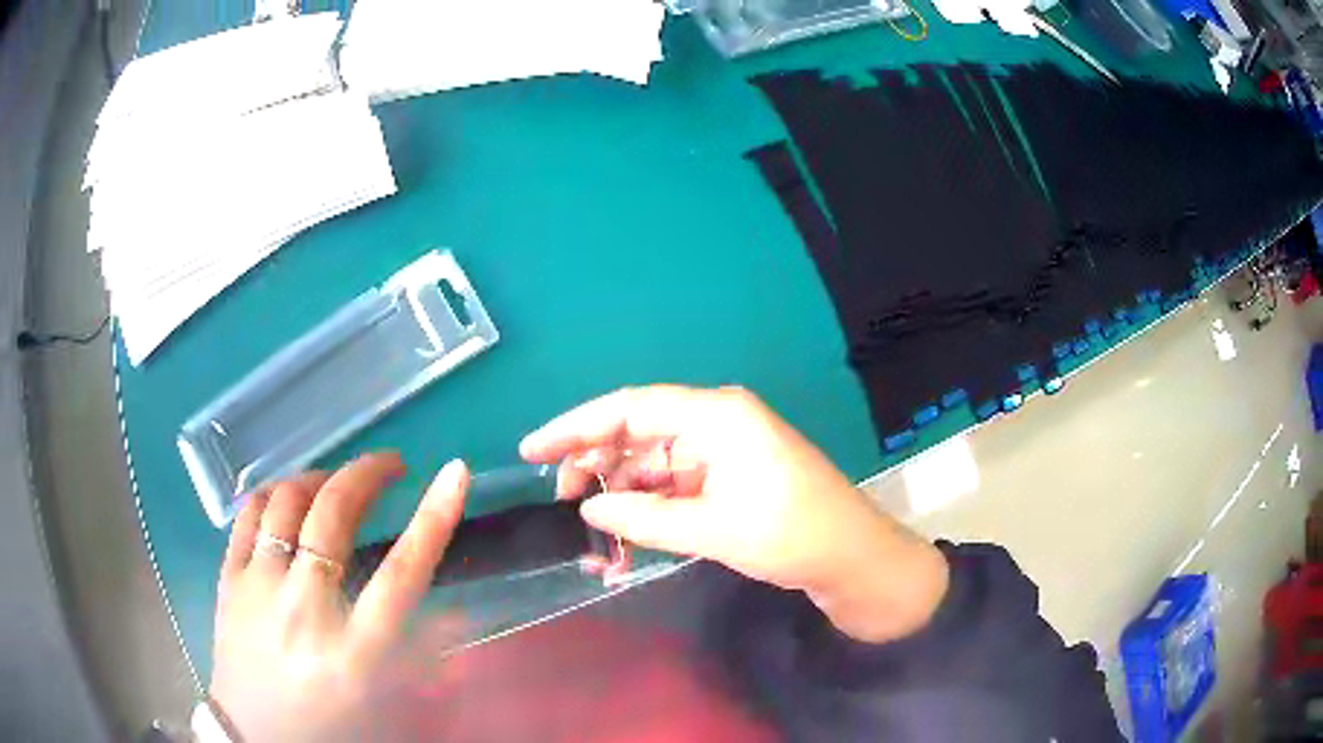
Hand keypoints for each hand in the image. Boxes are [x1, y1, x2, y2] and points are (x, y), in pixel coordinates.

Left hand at [210, 453, 468, 741]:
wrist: (258, 737)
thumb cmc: (329, 724)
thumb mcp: (384, 703)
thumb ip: (421, 656)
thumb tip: (458, 613)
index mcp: (355, 652)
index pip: (402, 573)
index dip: (434, 518)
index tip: (455, 472)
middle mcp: (304, 609)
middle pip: (334, 516)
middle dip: (369, 474)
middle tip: (390, 465)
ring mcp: (259, 588)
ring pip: (286, 502)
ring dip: (319, 478)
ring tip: (336, 482)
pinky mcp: (228, 580)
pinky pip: (248, 514)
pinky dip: (273, 492)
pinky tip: (287, 495)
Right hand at [520, 385, 948, 642]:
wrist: (852, 557)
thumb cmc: (789, 535)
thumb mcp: (710, 529)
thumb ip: (642, 516)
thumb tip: (588, 509)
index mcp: (716, 415)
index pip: (629, 408)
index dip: (575, 427)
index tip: (532, 450)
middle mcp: (717, 420)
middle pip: (639, 430)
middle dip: (595, 461)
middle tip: (559, 498)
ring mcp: (726, 447)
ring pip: (655, 458)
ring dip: (622, 486)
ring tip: (589, 520)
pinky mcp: (731, 473)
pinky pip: (677, 479)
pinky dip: (650, 500)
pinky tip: (625, 524)